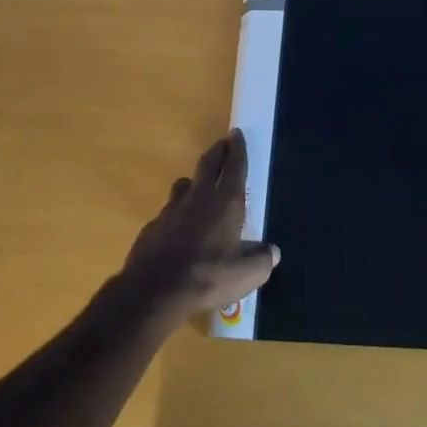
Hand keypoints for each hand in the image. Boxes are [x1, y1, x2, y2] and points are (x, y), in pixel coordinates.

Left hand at [119, 130, 279, 325]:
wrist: (153, 292)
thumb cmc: (207, 278)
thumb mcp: (245, 277)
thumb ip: (261, 261)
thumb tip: (273, 252)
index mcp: (226, 203)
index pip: (234, 166)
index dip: (237, 149)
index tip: (237, 133)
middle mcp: (199, 198)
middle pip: (208, 164)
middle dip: (218, 151)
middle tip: (223, 143)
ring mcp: (172, 210)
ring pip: (184, 185)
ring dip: (194, 181)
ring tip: (198, 186)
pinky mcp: (152, 226)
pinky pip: (168, 212)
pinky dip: (177, 213)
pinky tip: (178, 229)